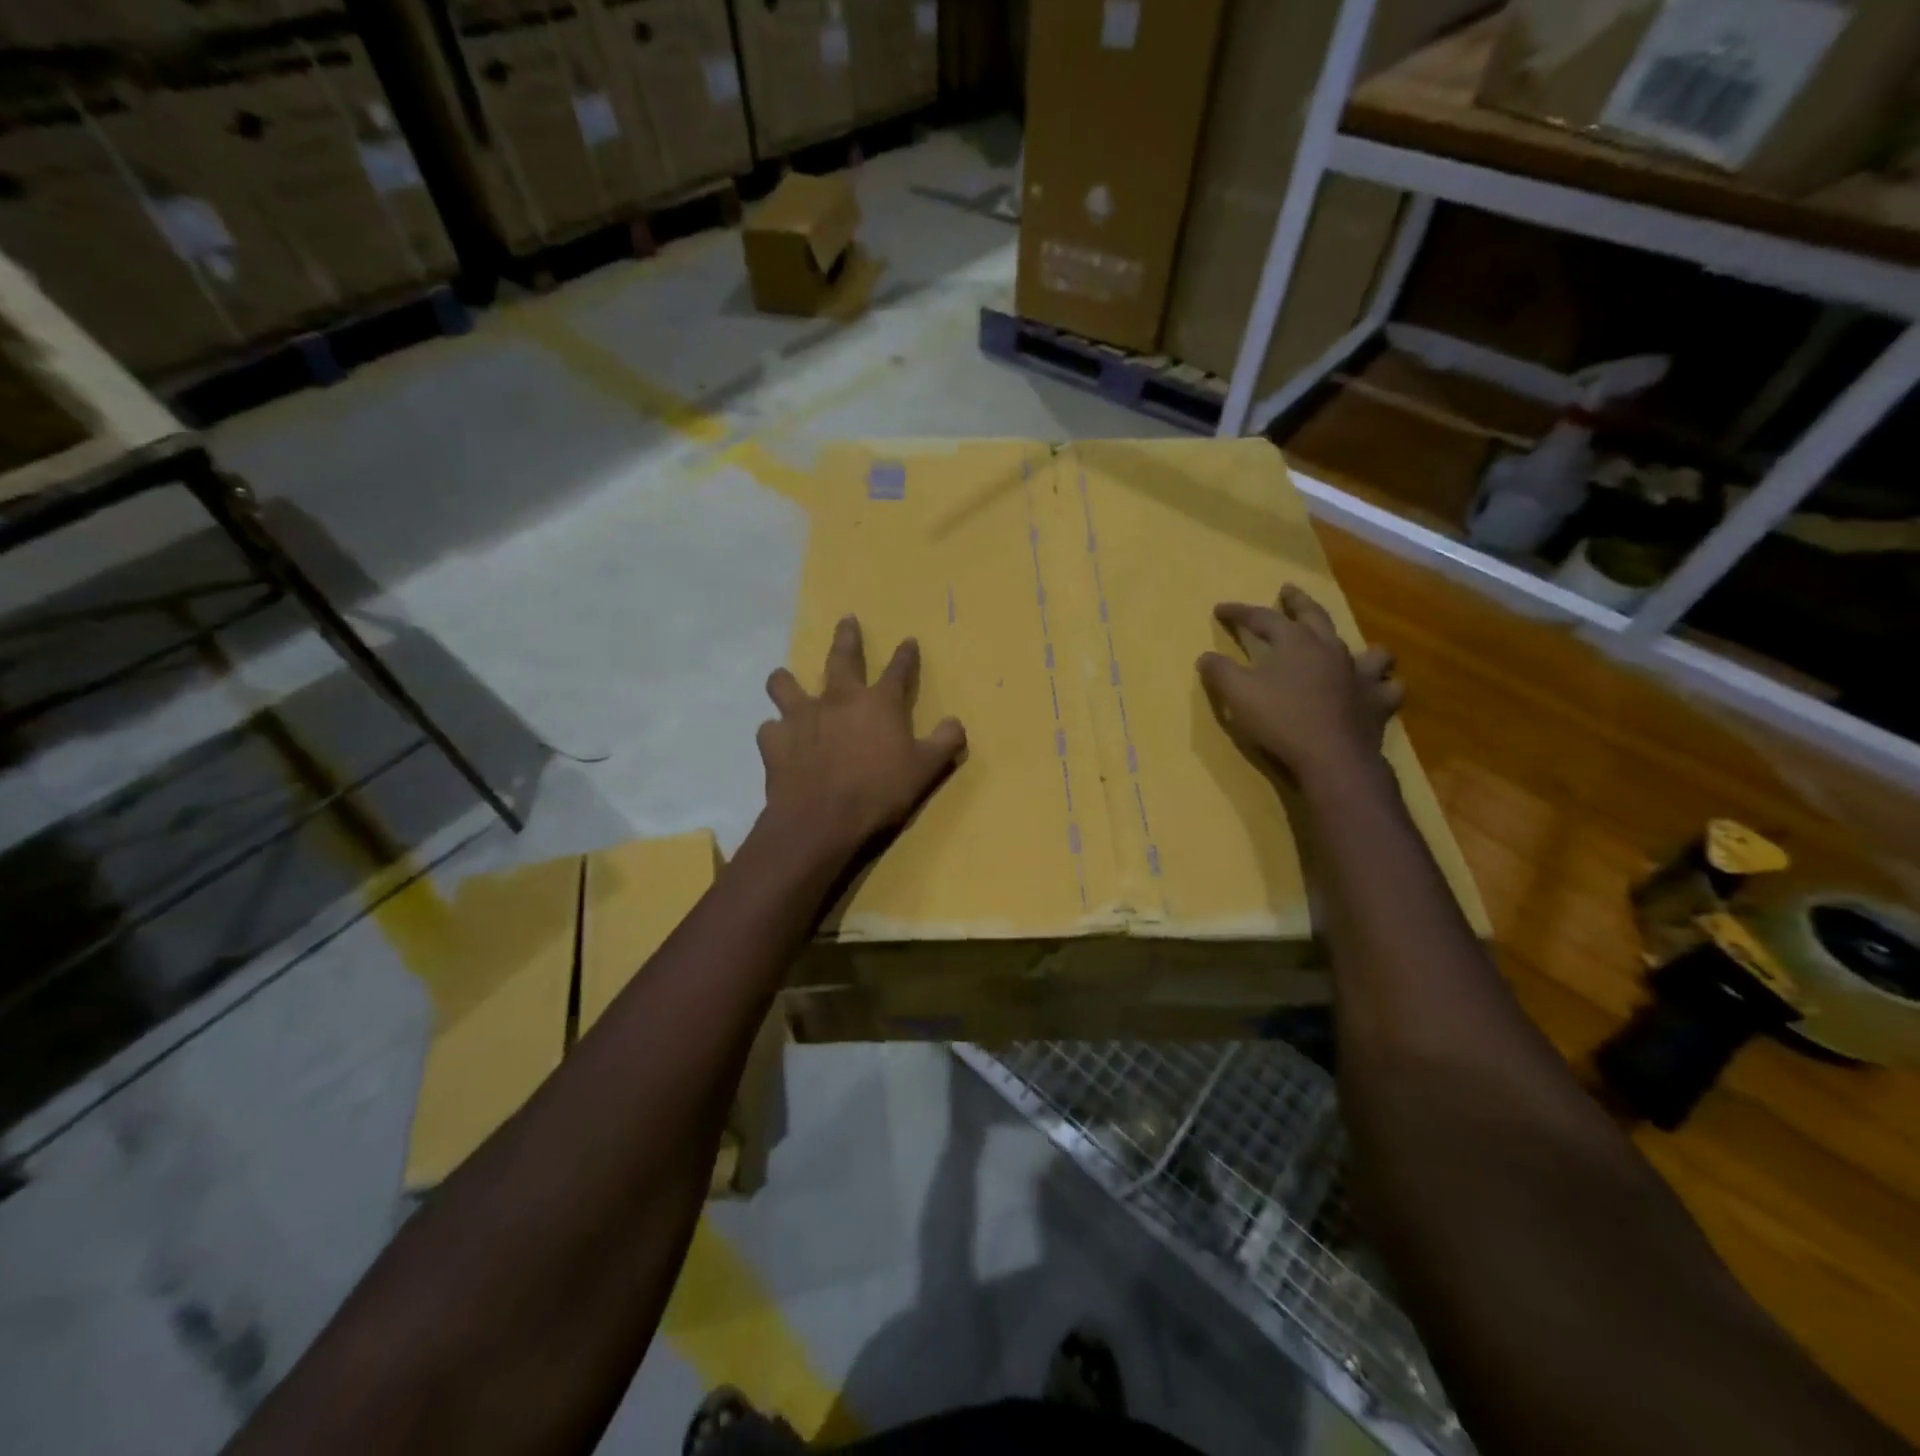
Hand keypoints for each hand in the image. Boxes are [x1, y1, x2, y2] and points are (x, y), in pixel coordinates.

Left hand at [758, 616, 966, 862]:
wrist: (821, 820)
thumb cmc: (879, 792)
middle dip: (847, 637)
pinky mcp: (775, 742)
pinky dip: (775, 732)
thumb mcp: (925, 770)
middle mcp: (838, 700)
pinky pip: (770, 729)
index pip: (898, 671)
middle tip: (847, 620)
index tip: (908, 640)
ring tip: (784, 678)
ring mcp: (802, 717)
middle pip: (841, 658)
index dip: (905, 656)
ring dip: (786, 680)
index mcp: (879, 704)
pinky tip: (778, 740)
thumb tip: (956, 723)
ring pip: (786, 685)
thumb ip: (944, 743)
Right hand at [1197, 584, 1402, 786]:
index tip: (1221, 610)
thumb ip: (1220, 672)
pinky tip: (1376, 689)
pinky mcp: (1378, 703)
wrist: (1332, 758)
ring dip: (1359, 646)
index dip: (1240, 612)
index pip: (1263, 618)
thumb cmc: (1281, 721)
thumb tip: (1205, 657)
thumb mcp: (1237, 695)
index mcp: (1295, 643)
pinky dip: (1382, 685)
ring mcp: (1360, 675)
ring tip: (1350, 649)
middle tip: (1288, 590)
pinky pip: (1388, 687)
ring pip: (1368, 650)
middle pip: (1315, 616)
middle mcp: (1331, 650)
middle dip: (1298, 602)